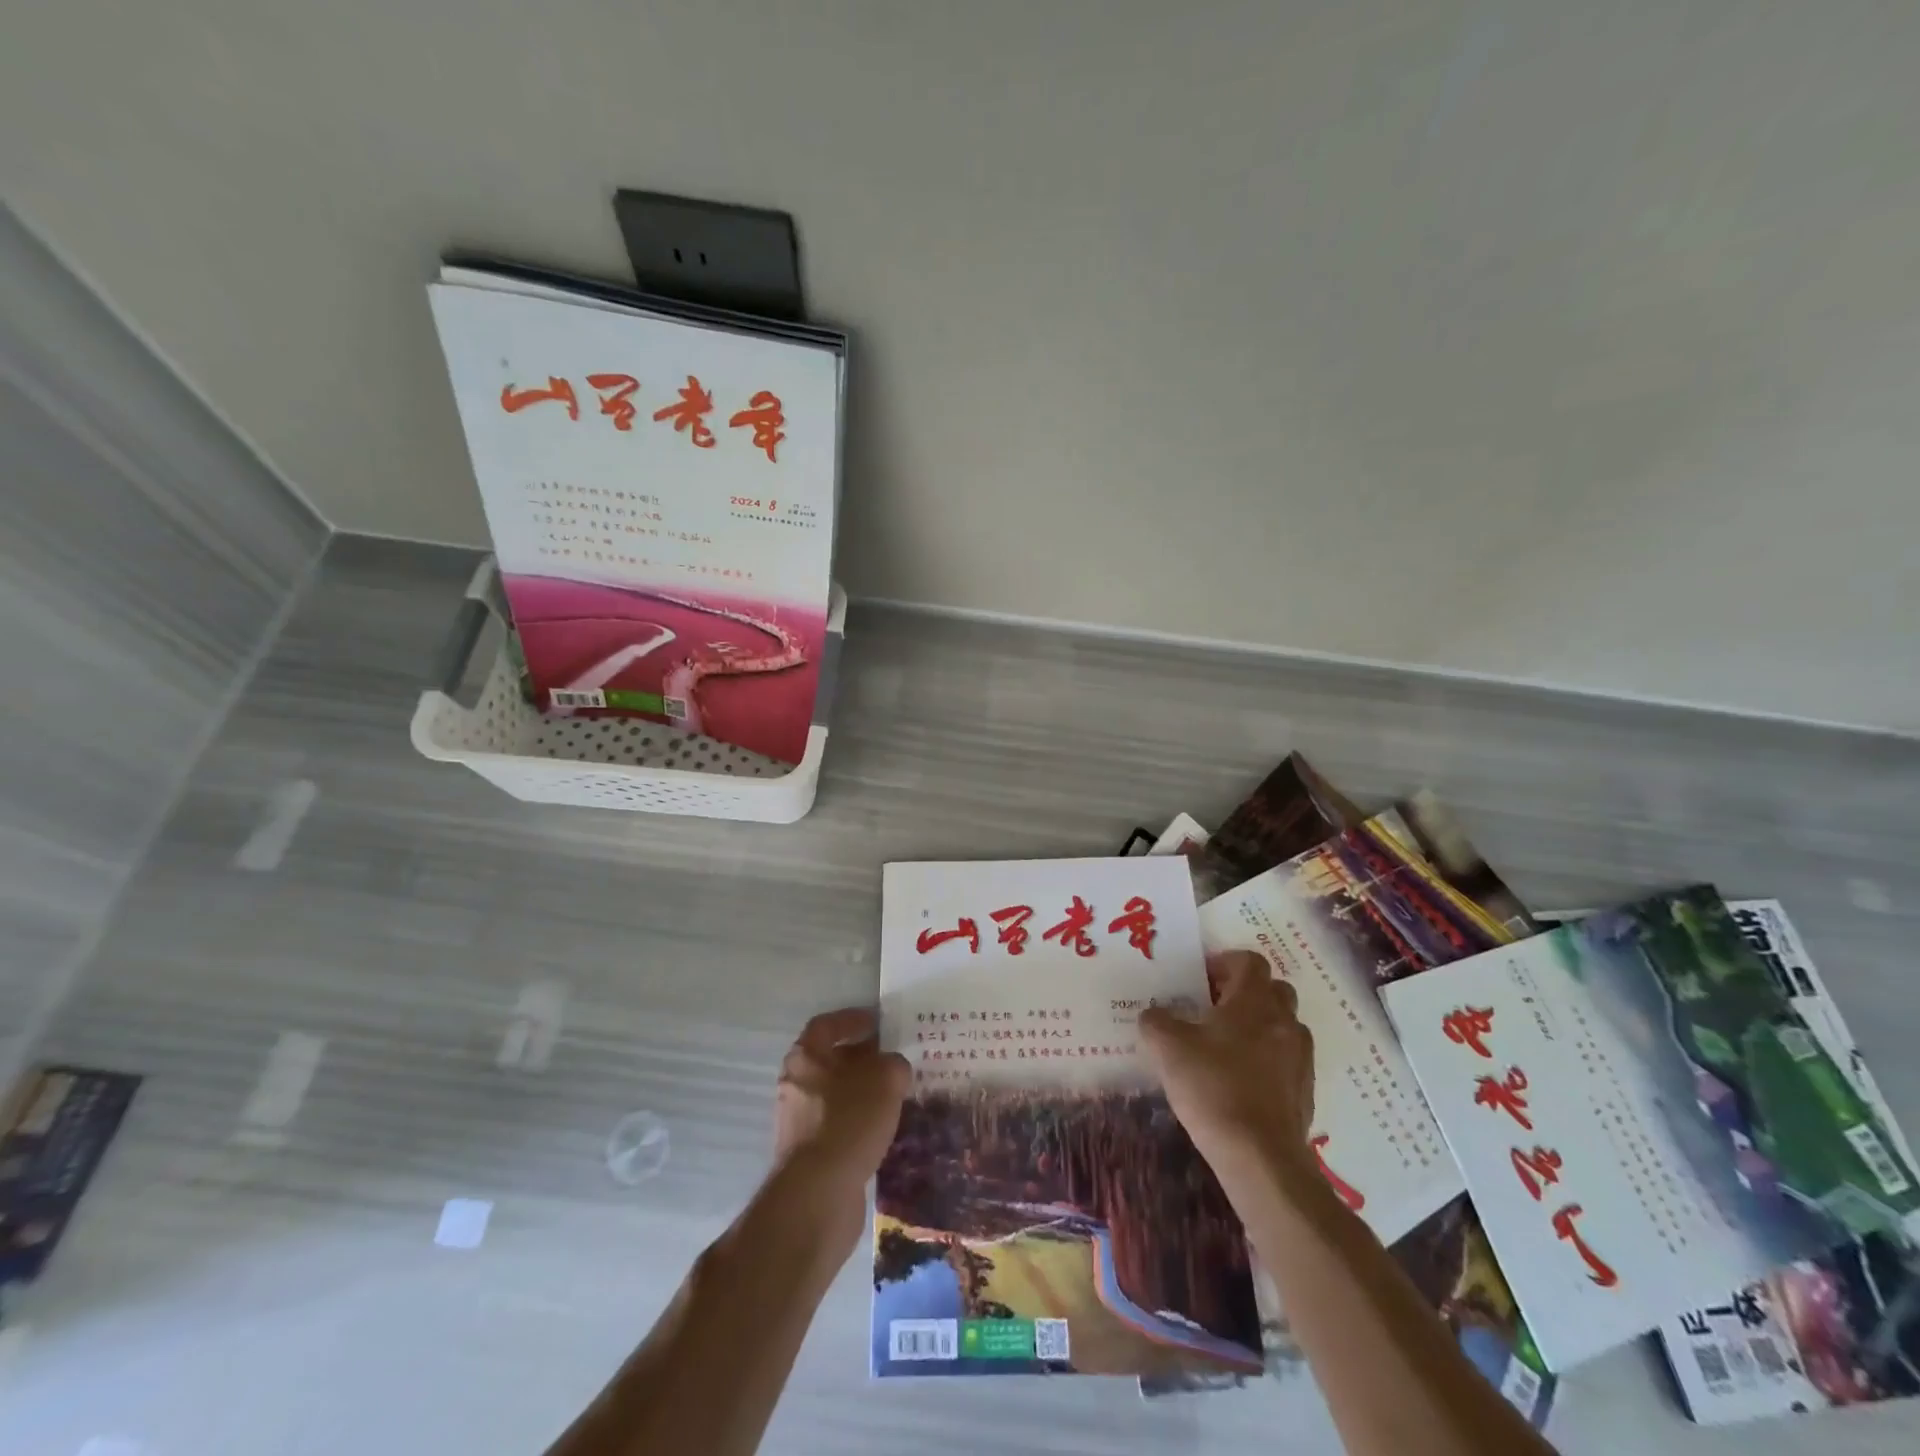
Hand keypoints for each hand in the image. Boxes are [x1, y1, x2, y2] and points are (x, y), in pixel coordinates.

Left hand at [773, 1008, 910, 1199]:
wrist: (818, 1196)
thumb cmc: (848, 1121)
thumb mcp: (885, 1079)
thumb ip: (894, 1064)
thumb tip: (894, 1069)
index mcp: (805, 1058)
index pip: (826, 1025)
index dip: (852, 1019)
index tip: (879, 1022)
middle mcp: (796, 1086)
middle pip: (832, 1061)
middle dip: (864, 1059)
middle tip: (896, 1061)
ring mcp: (801, 1123)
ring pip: (838, 1096)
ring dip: (865, 1093)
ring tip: (898, 1095)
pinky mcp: (811, 1156)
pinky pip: (840, 1127)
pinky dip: (862, 1123)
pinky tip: (887, 1129)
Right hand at [1140, 950, 1315, 1182]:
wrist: (1259, 1157)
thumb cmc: (1212, 1088)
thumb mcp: (1167, 1048)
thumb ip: (1156, 1022)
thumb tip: (1154, 1015)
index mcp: (1254, 1002)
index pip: (1250, 962)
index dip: (1225, 962)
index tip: (1201, 978)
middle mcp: (1284, 1022)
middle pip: (1273, 989)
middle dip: (1245, 992)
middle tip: (1214, 1008)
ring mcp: (1300, 1057)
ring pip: (1283, 1024)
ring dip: (1259, 1025)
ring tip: (1226, 1044)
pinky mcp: (1305, 1090)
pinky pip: (1288, 1059)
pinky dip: (1268, 1058)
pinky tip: (1241, 1079)